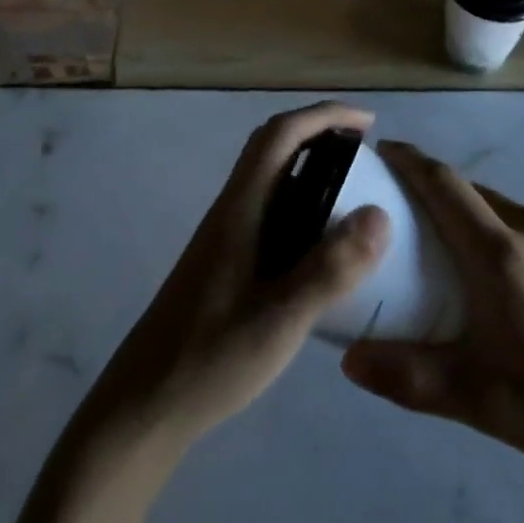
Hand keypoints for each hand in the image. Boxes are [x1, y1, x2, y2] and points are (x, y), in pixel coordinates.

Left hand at [82, 103, 390, 451]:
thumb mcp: (280, 320)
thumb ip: (329, 270)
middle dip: (319, 133)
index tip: (368, 123)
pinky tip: (324, 246)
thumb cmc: (210, 359)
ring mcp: (226, 237)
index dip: (324, 116)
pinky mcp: (226, 262)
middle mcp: (231, 211)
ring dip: (311, 168)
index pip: (281, 135)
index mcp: (240, 209)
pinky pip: (271, 211)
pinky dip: (303, 205)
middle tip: (365, 153)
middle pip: (272, 147)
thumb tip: (380, 214)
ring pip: (270, 179)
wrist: (143, 406)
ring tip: (355, 194)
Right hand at [341, 142, 523, 503]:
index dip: (410, 160)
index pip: (444, 183)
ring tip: (461, 263)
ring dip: (476, 221)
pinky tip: (523, 290)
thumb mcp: (482, 403)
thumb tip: (349, 360)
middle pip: (473, 193)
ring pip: (507, 212)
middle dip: (435, 195)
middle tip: (406, 224)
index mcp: (500, 253)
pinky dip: (513, 241)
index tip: (382, 151)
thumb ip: (410, 378)